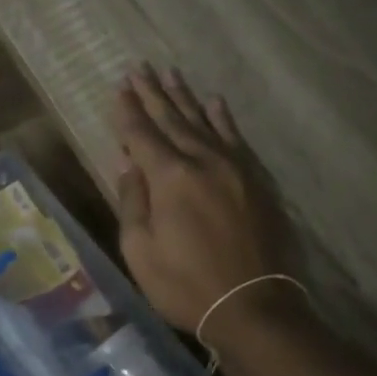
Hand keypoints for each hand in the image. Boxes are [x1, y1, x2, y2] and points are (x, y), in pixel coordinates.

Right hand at [113, 66, 299, 334]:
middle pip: (172, 120)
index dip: (128, 110)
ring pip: (204, 123)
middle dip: (153, 94)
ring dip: (185, 98)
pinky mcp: (257, 181)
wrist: (254, 307)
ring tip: (171, 74)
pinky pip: (236, 138)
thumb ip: (133, 202)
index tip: (119, 86)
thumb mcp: (141, 251)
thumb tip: (129, 166)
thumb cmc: (185, 285)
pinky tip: (215, 103)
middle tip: (140, 68)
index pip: (141, 135)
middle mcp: (203, 162)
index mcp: (170, 178)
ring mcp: (235, 168)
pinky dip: (222, 119)